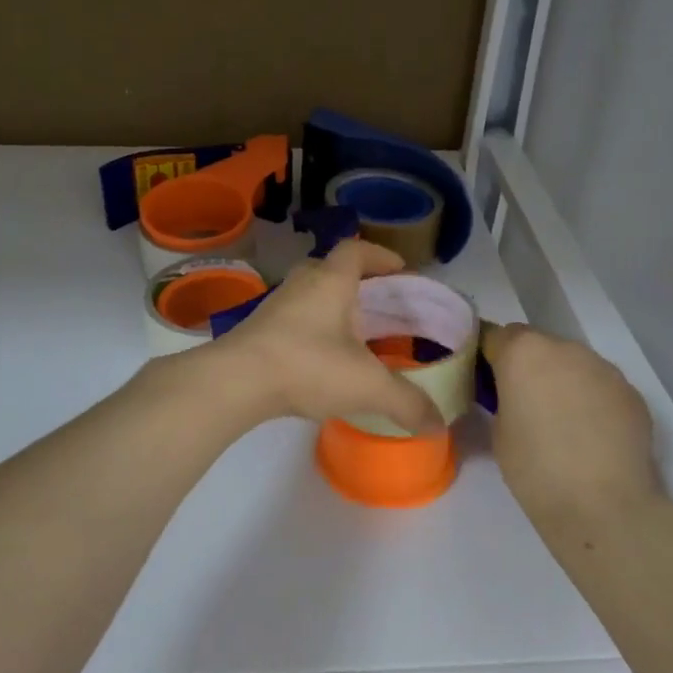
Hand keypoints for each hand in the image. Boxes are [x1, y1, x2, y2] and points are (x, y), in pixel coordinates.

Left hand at [203, 240, 440, 433]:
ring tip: (354, 335)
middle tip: (380, 306)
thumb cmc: (307, 365)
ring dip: (332, 307)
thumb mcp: (366, 385)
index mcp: (331, 280)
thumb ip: (406, 402)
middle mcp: (302, 283)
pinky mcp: (258, 329)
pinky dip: (312, 330)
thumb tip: (437, 422)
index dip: (381, 256)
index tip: (400, 270)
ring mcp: (276, 305)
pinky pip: (294, 318)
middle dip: (358, 283)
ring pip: (310, 294)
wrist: (236, 381)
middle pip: (332, 269)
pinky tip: (322, 359)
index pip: (357, 250)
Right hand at [482, 323, 662, 520]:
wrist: (604, 506)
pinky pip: (600, 385)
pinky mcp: (631, 392)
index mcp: (523, 352)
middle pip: (537, 345)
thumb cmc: (536, 468)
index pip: (495, 335)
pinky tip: (591, 435)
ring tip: (561, 423)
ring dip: (561, 381)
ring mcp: (603, 367)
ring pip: (572, 363)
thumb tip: (515, 396)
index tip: (485, 381)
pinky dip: (591, 400)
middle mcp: (565, 348)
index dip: (488, 357)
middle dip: (527, 366)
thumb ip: (503, 399)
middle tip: (523, 404)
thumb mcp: (498, 430)